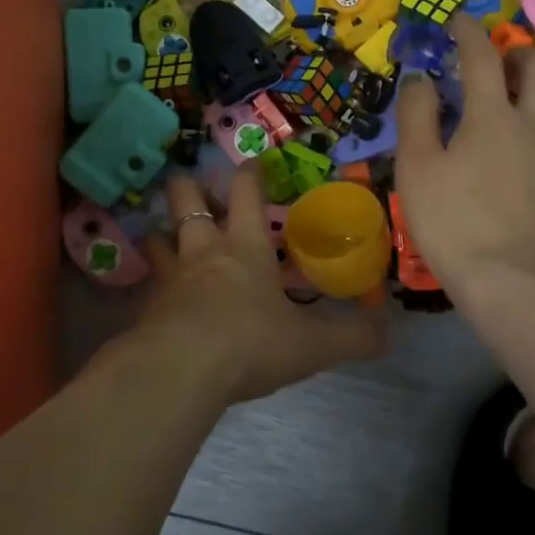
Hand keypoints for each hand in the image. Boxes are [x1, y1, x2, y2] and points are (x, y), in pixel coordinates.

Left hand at [134, 170, 384, 403]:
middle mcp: (203, 249)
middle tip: (205, 198)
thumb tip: (387, 332)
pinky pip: (148, 281)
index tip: (253, 162)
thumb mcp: (312, 346)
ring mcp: (170, 275)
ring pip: (158, 235)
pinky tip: (162, 296)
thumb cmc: (250, 344)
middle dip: (192, 188)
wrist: (180, 371)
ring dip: (165, 233)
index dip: (250, 172)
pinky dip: (154, 281)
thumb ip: (351, 337)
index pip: (246, 190)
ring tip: (174, 240)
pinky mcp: (147, 304)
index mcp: (246, 246)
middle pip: (185, 197)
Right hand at [394, 14, 534, 308]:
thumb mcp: (417, 170)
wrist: (518, 283)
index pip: (481, 56)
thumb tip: (421, 80)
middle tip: (496, 64)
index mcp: (491, 116)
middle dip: (518, 52)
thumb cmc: (455, 224)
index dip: (468, 31)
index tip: (459, 21)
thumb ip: (416, 117)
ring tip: (522, 98)